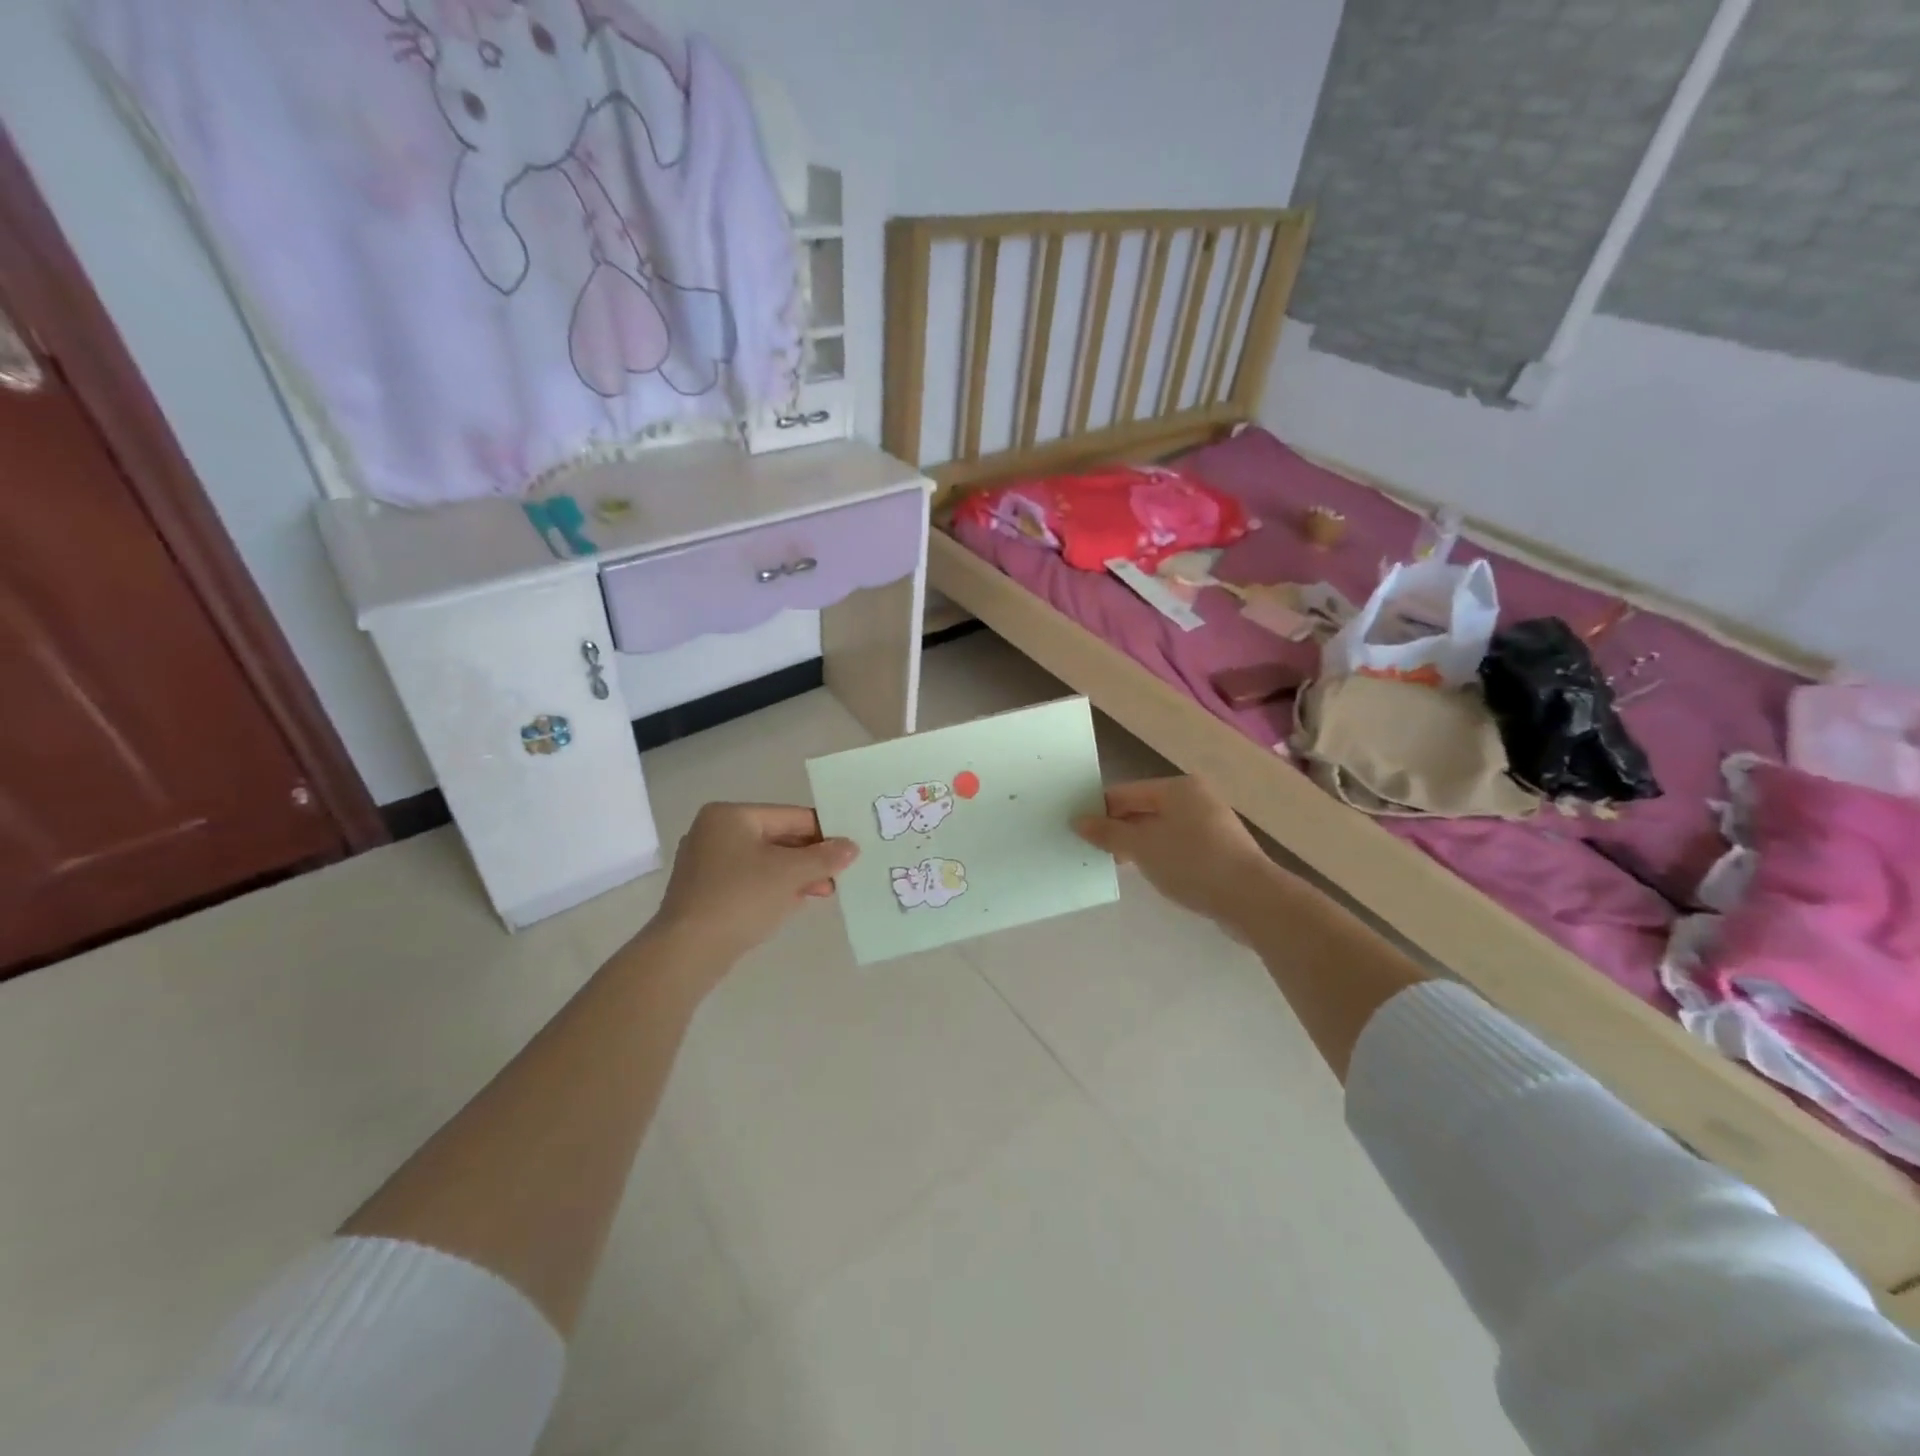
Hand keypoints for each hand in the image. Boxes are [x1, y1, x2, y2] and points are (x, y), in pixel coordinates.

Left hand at [649, 803, 857, 972]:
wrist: (687, 951)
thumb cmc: (741, 898)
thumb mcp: (790, 874)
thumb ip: (824, 857)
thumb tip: (851, 846)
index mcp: (730, 815)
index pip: (791, 816)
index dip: (824, 832)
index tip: (849, 851)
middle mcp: (714, 831)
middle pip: (777, 837)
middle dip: (810, 858)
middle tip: (839, 875)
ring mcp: (705, 863)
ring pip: (764, 861)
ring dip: (795, 875)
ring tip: (824, 891)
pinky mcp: (704, 892)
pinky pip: (748, 881)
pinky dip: (773, 888)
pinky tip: (794, 902)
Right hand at [1073, 776, 1276, 931]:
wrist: (1251, 899)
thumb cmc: (1191, 862)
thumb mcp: (1142, 847)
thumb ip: (1108, 832)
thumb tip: (1078, 821)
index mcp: (1177, 788)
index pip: (1126, 792)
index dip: (1099, 810)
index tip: (1077, 831)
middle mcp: (1196, 798)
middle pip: (1144, 809)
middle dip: (1118, 829)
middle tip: (1093, 850)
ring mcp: (1211, 824)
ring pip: (1161, 829)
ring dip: (1137, 845)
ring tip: (1116, 864)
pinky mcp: (1219, 850)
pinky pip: (1178, 846)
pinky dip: (1160, 856)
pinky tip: (1149, 874)